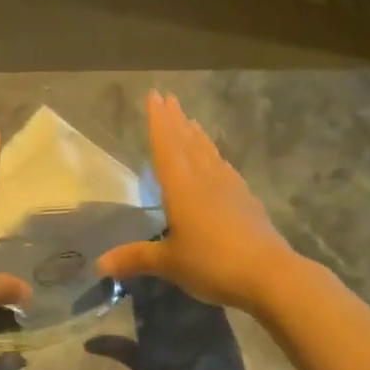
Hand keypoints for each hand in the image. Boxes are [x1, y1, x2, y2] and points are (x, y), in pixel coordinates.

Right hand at [97, 92, 302, 315]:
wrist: (269, 274)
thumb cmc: (212, 263)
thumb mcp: (170, 263)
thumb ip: (136, 257)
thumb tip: (100, 263)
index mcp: (181, 186)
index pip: (166, 146)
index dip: (158, 121)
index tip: (154, 95)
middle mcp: (204, 179)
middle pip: (187, 142)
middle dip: (176, 120)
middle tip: (169, 97)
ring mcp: (229, 187)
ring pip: (208, 152)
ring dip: (196, 135)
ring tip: (190, 120)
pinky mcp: (246, 200)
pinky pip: (224, 168)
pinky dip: (215, 157)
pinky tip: (217, 160)